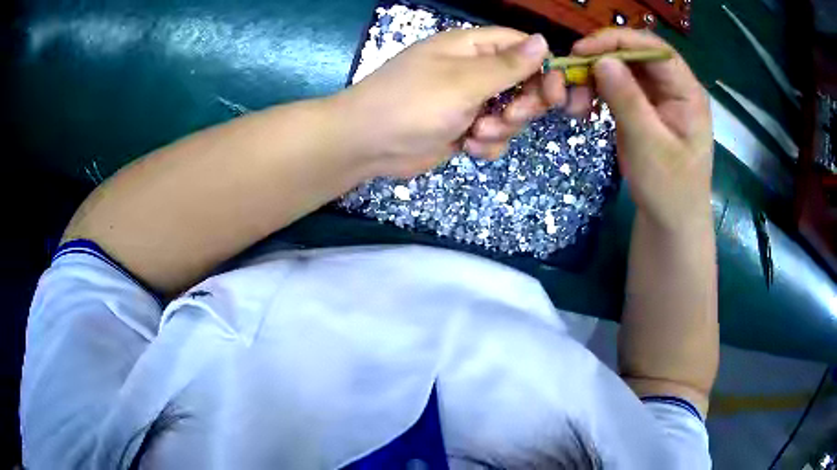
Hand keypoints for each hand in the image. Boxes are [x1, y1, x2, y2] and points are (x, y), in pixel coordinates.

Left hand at [335, 27, 567, 177]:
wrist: (367, 144)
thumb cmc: (412, 103)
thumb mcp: (464, 81)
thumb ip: (507, 65)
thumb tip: (543, 40)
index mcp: (472, 48)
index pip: (521, 48)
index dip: (544, 67)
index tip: (558, 92)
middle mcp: (473, 71)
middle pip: (523, 83)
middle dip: (523, 105)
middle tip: (509, 115)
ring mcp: (469, 101)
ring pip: (512, 114)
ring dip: (502, 128)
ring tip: (476, 132)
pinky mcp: (463, 128)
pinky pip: (494, 135)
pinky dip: (486, 143)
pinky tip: (468, 146)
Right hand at [570, 29, 712, 231]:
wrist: (670, 221)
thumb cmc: (669, 189)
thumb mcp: (649, 146)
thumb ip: (627, 100)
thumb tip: (601, 60)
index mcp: (687, 93)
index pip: (654, 50)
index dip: (618, 41)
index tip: (582, 51)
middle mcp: (673, 88)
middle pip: (634, 55)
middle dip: (600, 61)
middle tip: (570, 75)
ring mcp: (656, 97)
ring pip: (621, 70)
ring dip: (593, 78)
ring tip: (573, 101)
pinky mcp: (642, 108)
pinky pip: (615, 88)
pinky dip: (596, 92)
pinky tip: (582, 107)